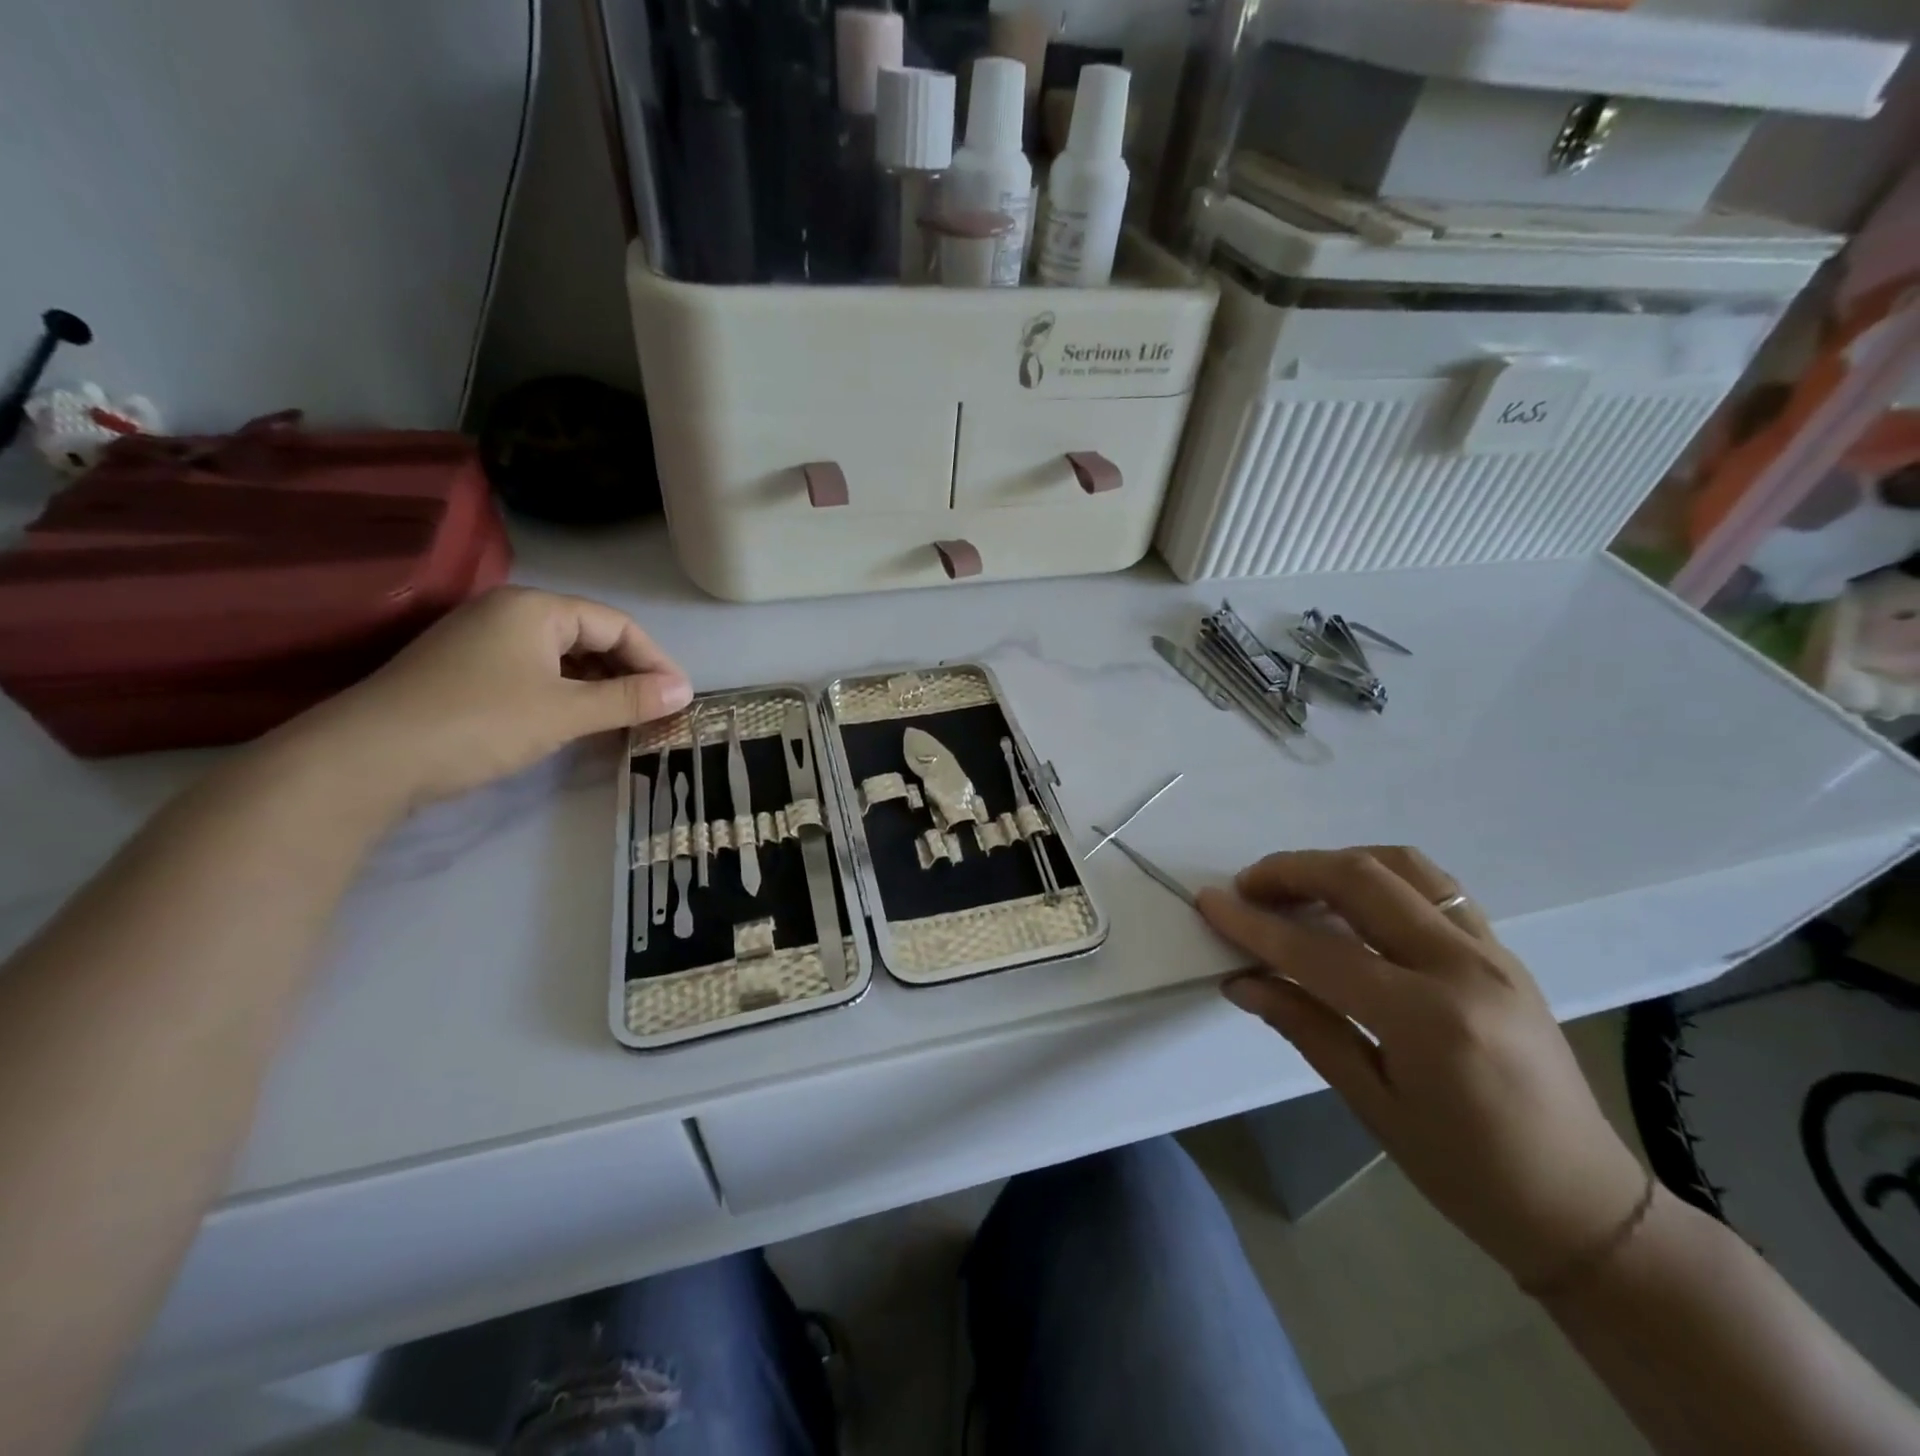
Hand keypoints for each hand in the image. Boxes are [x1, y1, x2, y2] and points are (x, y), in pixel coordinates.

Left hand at [282, 587, 691, 812]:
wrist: (367, 759)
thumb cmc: (479, 723)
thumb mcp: (565, 712)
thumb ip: (629, 699)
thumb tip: (684, 692)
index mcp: (535, 608)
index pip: (616, 624)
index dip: (654, 660)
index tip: (679, 697)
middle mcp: (508, 613)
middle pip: (589, 637)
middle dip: (628, 673)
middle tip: (655, 711)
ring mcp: (481, 641)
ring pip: (561, 657)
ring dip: (598, 686)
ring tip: (625, 719)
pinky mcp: (464, 671)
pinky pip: (534, 673)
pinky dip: (565, 694)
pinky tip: (577, 721)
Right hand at [1197, 847, 1646, 1287]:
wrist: (1586, 1206)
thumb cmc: (1469, 1174)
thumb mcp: (1373, 1106)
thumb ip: (1305, 1027)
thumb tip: (1241, 981)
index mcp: (1429, 1019)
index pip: (1318, 950)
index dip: (1254, 924)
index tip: (1209, 902)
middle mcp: (1464, 967)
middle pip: (1362, 881)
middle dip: (1292, 871)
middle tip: (1247, 887)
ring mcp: (1492, 952)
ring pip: (1403, 866)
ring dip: (1337, 862)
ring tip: (1296, 886)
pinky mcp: (1502, 950)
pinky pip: (1434, 886)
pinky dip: (1381, 875)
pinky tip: (1352, 901)